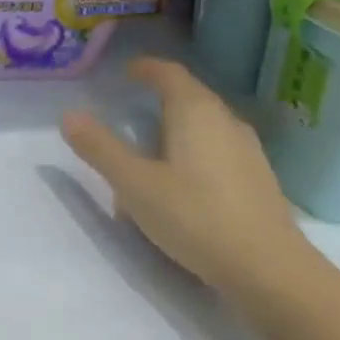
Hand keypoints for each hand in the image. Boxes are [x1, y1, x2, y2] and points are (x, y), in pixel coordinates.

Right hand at [60, 57, 306, 295]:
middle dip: (159, 94)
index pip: (170, 73)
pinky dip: (192, 148)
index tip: (125, 70)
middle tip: (129, 103)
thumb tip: (69, 114)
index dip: (146, 67)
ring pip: (205, 123)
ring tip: (149, 140)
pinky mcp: (256, 179)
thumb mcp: (133, 183)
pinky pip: (217, 148)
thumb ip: (100, 147)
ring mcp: (247, 151)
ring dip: (176, 123)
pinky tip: (179, 176)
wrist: (270, 271)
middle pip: (190, 95)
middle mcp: (226, 122)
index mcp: (195, 113)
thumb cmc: (195, 217)